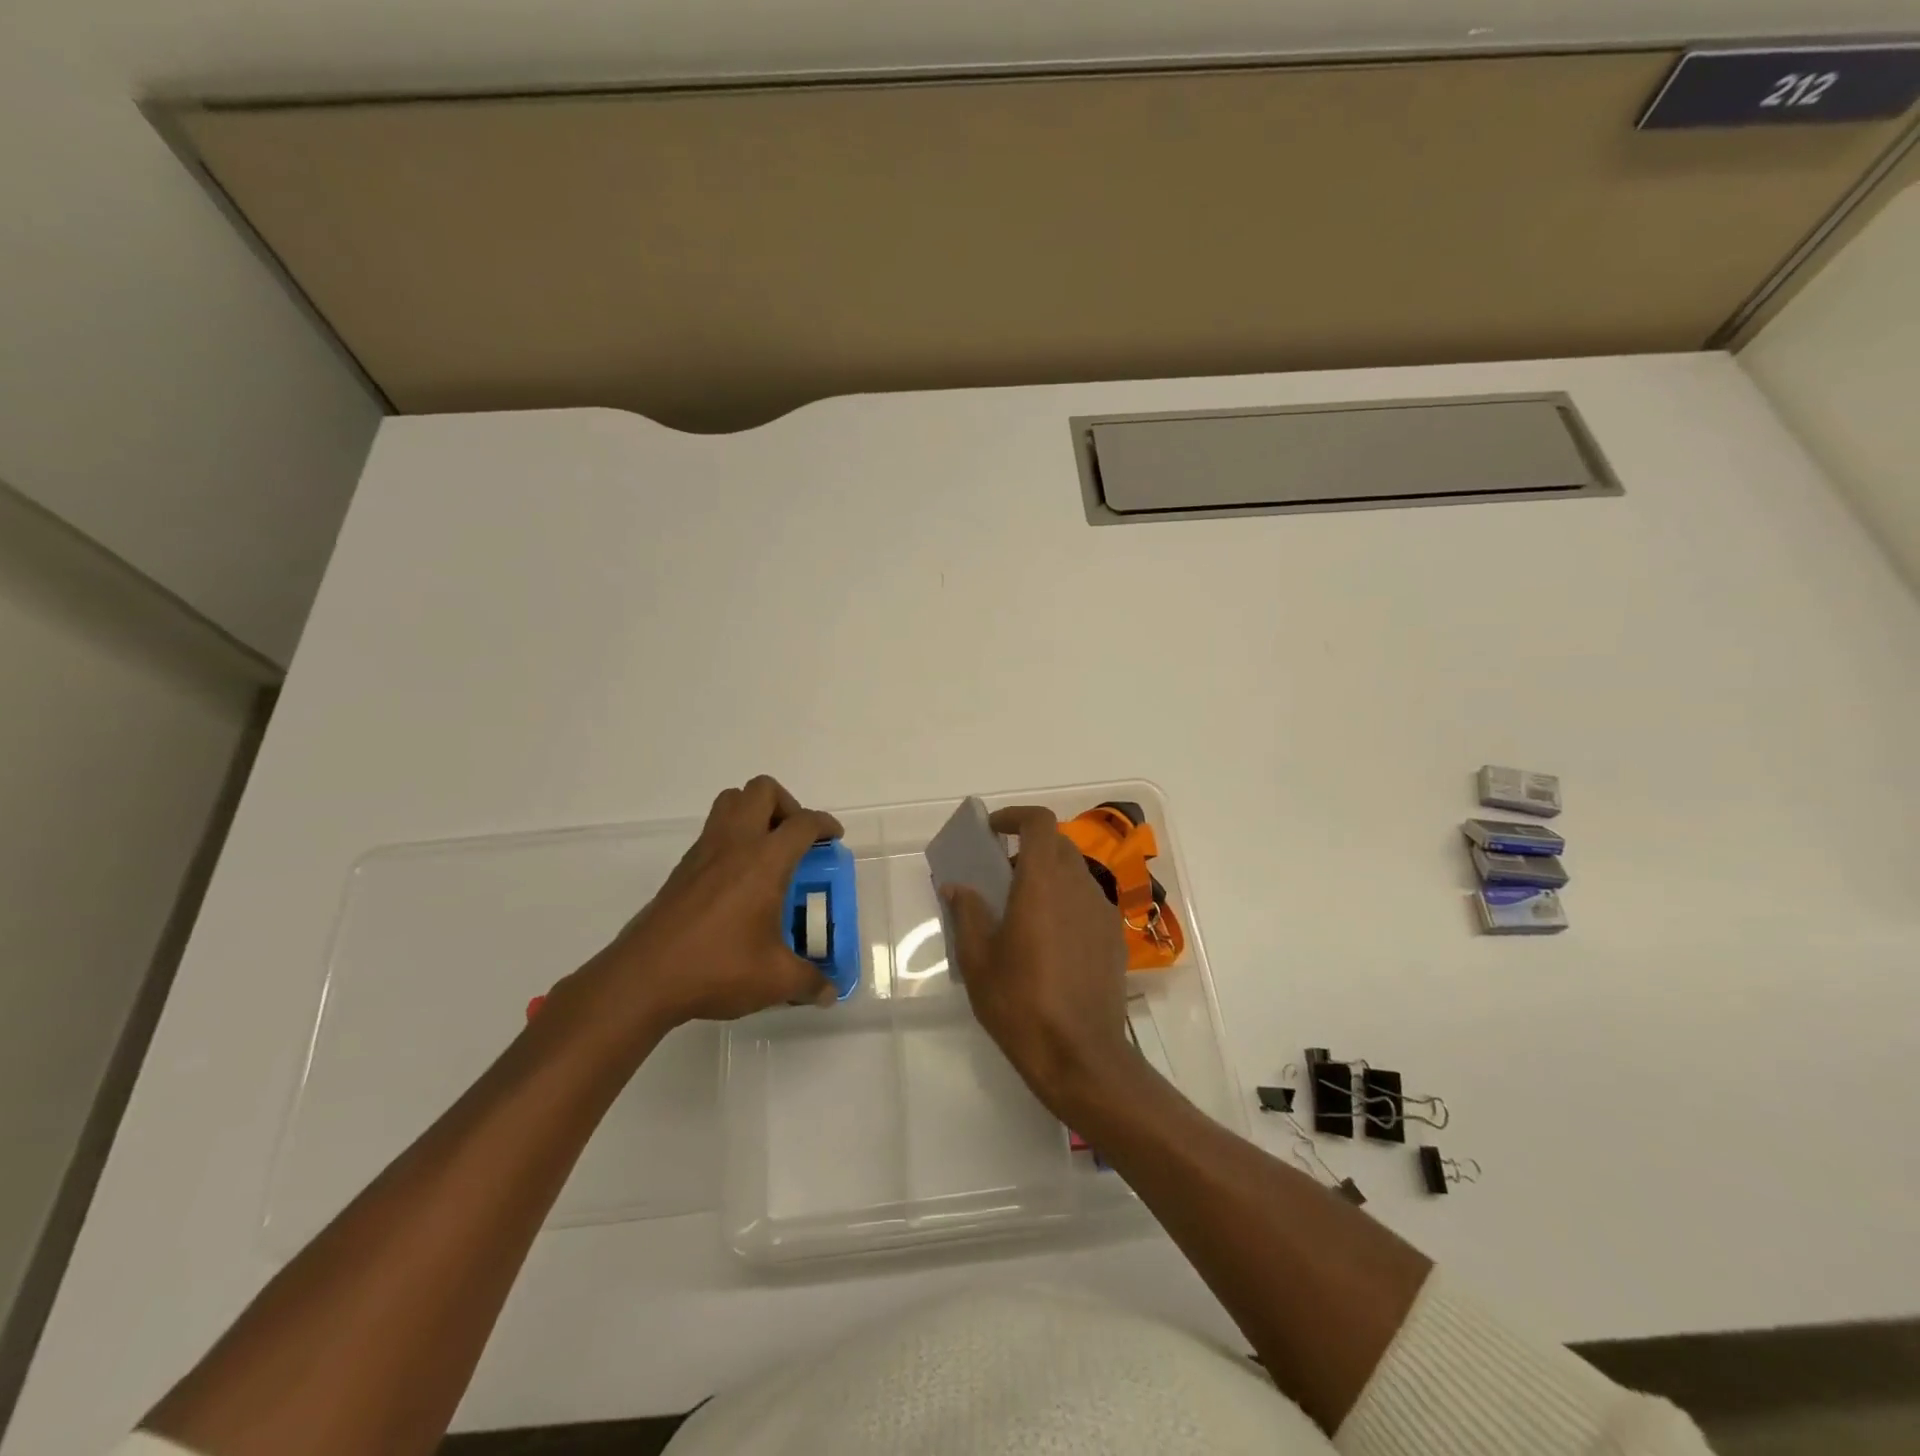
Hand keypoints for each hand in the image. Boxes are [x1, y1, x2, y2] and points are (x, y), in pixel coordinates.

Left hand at [564, 776, 841, 1036]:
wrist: (643, 978)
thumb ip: (809, 982)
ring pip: (731, 801)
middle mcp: (735, 844)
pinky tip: (739, 880)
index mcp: (765, 861)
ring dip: (755, 813)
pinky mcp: (682, 867)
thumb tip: (830, 991)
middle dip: (787, 805)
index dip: (825, 825)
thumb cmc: (716, 968)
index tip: (833, 839)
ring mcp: (704, 852)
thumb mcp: (775, 980)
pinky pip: (713, 830)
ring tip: (768, 851)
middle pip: (762, 790)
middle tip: (796, 840)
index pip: (803, 823)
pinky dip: (732, 837)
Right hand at [941, 805, 1134, 1116]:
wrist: (1080, 1055)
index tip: (994, 830)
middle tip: (1002, 874)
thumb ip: (968, 914)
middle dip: (1029, 848)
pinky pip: (1088, 902)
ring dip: (1049, 876)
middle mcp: (1078, 886)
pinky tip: (1050, 940)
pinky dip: (1067, 901)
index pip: (1039, 823)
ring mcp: (1102, 912)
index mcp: (1043, 882)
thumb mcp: (978, 960)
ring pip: (1075, 873)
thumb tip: (957, 887)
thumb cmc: (1020, 1003)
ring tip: (1023, 910)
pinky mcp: (1114, 938)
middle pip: (1058, 845)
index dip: (1016, 817)